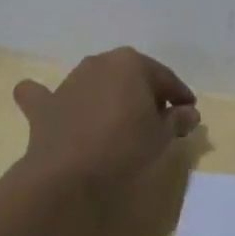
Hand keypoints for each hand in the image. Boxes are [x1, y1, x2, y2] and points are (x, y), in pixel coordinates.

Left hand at [14, 47, 198, 190]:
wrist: (66, 173)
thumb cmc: (123, 147)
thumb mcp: (161, 136)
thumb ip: (177, 120)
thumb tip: (189, 113)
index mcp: (132, 62)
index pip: (165, 78)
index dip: (180, 97)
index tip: (189, 113)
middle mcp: (100, 62)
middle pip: (131, 76)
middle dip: (145, 93)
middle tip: (158, 119)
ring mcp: (70, 80)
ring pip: (97, 82)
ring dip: (109, 96)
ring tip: (120, 122)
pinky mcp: (45, 104)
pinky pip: (46, 95)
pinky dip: (51, 98)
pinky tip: (50, 102)